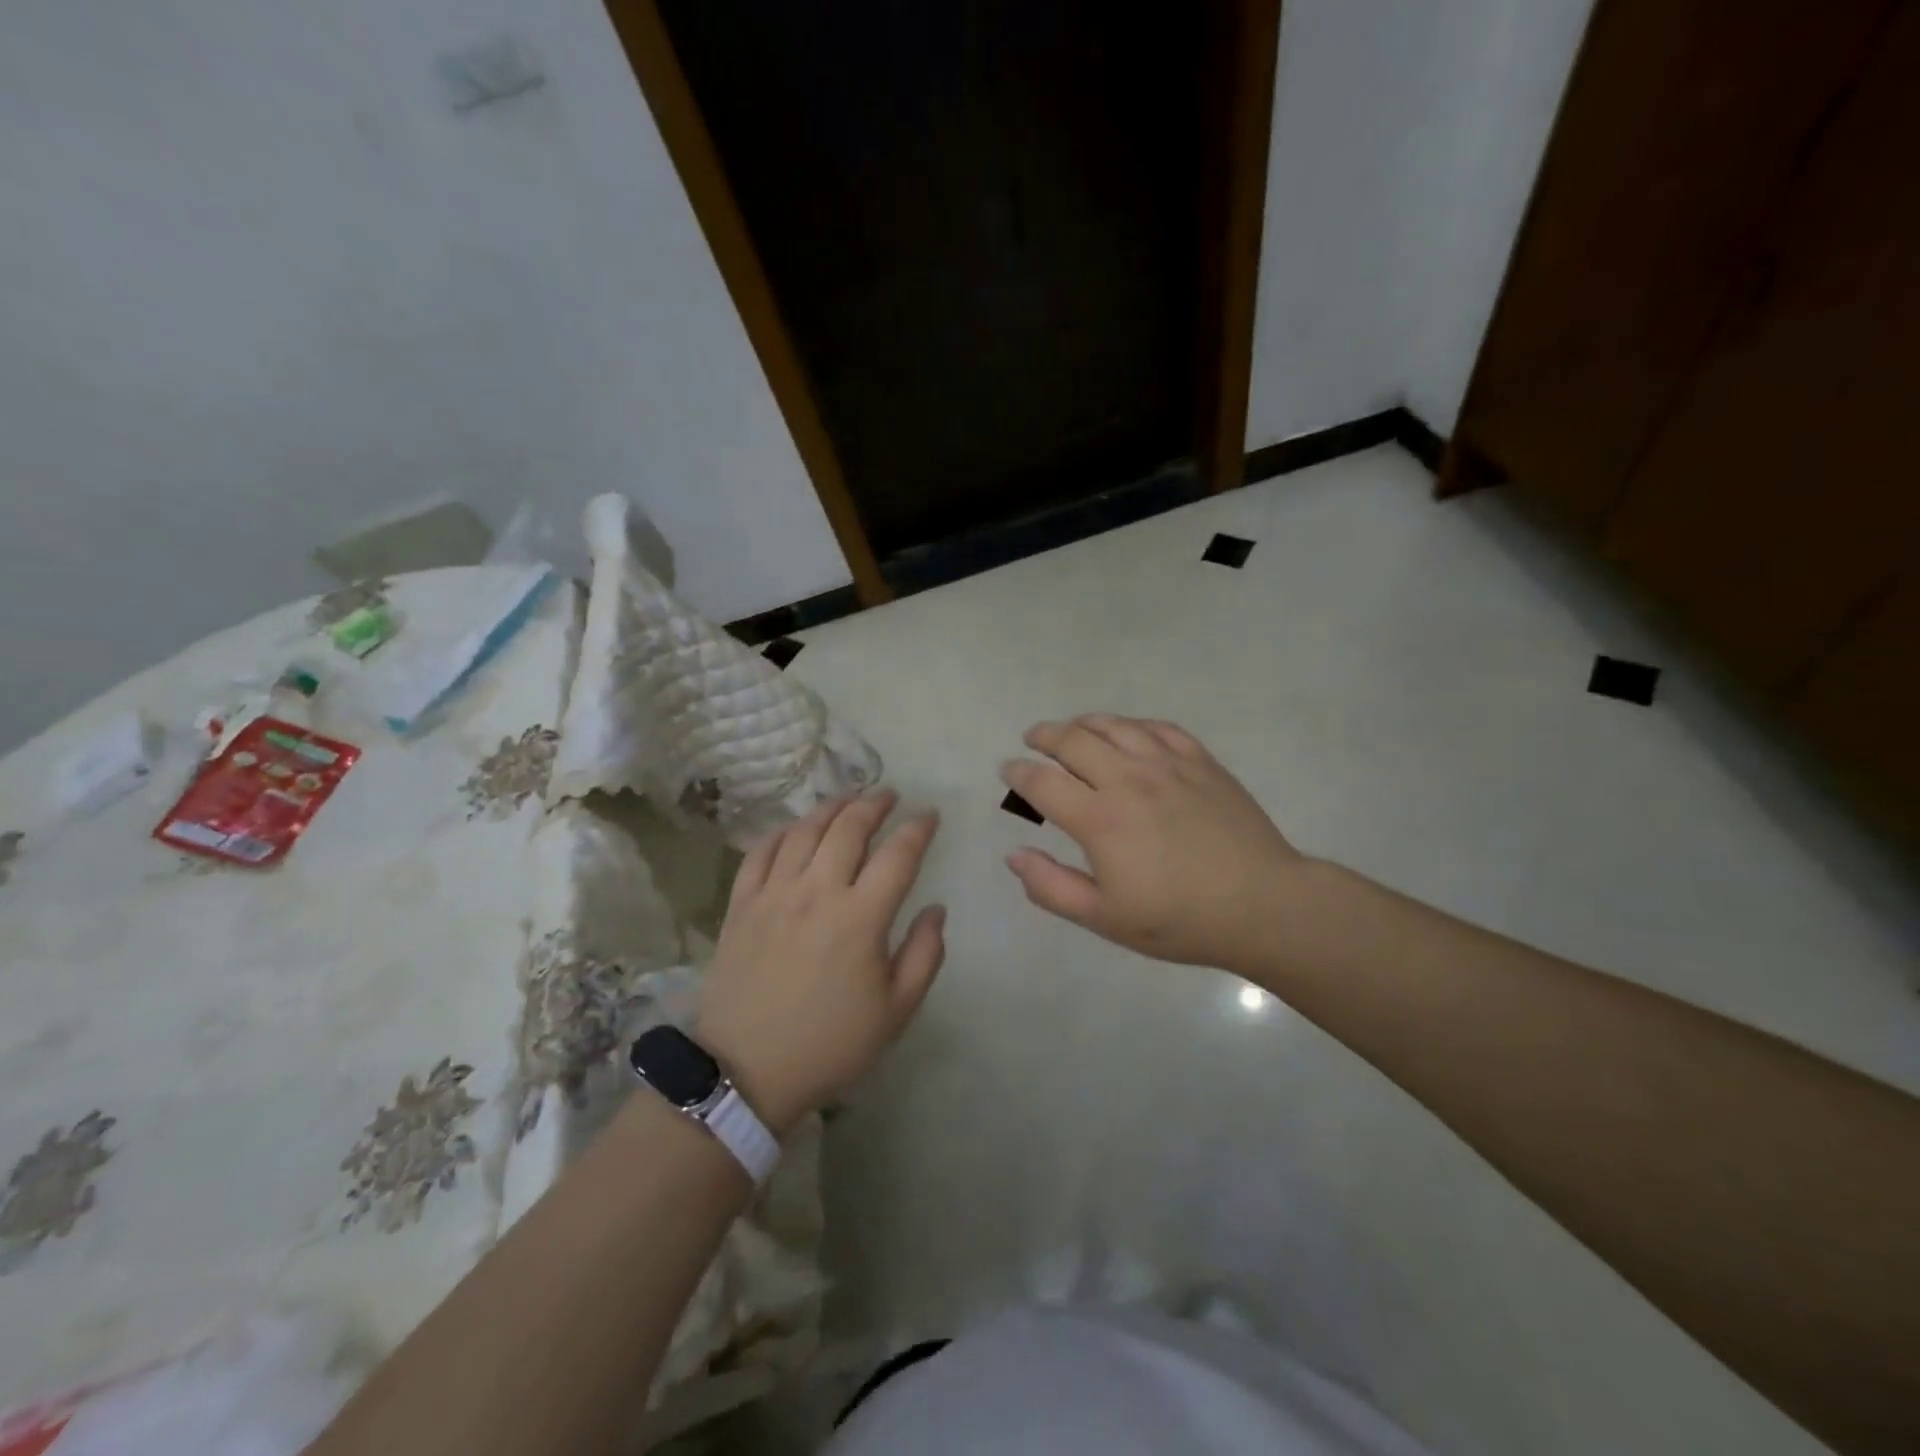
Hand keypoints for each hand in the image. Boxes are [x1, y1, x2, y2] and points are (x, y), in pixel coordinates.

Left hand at [696, 791, 944, 1133]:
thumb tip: (935, 908)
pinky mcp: (741, 905)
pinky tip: (795, 829)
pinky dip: (782, 832)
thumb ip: (925, 954)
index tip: (929, 815)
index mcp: (861, 917)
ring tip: (848, 801)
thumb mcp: (896, 1011)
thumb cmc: (830, 1044)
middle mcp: (817, 892)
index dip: (918, 828)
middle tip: (889, 795)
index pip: (898, 854)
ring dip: (831, 808)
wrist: (747, 1072)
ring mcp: (774, 894)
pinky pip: (761, 852)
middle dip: (874, 804)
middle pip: (849, 828)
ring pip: (804, 831)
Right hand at [1002, 715, 1302, 970]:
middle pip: (1073, 740)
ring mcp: (1168, 764)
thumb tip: (1014, 854)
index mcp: (1100, 819)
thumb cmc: (1179, 920)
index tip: (1008, 771)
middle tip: (1033, 740)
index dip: (1018, 773)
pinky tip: (1128, 732)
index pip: (1043, 782)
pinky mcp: (1201, 762)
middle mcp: (1128, 779)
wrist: (1262, 905)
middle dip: (1045, 736)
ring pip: (1114, 725)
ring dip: (1084, 723)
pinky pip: (1158, 727)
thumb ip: (1052, 887)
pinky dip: (1133, 724)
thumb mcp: (1105, 918)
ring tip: (1072, 729)